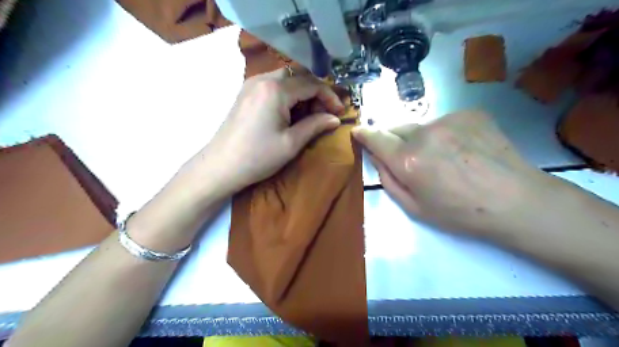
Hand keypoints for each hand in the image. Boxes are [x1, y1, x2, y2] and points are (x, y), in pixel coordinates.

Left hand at [191, 69, 346, 195]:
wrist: (220, 166)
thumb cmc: (258, 156)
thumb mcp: (291, 143)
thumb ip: (315, 126)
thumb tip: (335, 119)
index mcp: (275, 89)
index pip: (311, 84)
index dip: (329, 96)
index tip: (339, 112)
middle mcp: (263, 79)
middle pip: (299, 76)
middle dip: (316, 93)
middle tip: (324, 114)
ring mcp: (251, 84)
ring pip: (286, 79)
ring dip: (302, 94)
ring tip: (309, 116)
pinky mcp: (246, 93)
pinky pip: (273, 86)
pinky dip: (288, 96)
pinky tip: (290, 114)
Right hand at [353, 111, 551, 238]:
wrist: (516, 201)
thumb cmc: (460, 213)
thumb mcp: (415, 208)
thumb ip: (389, 180)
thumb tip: (378, 158)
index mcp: (408, 160)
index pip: (376, 138)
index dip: (364, 134)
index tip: (357, 131)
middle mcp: (425, 134)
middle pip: (397, 128)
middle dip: (395, 140)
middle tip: (410, 159)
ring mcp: (449, 120)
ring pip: (422, 126)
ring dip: (422, 139)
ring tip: (444, 158)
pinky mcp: (470, 113)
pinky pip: (445, 122)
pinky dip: (445, 134)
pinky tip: (463, 150)